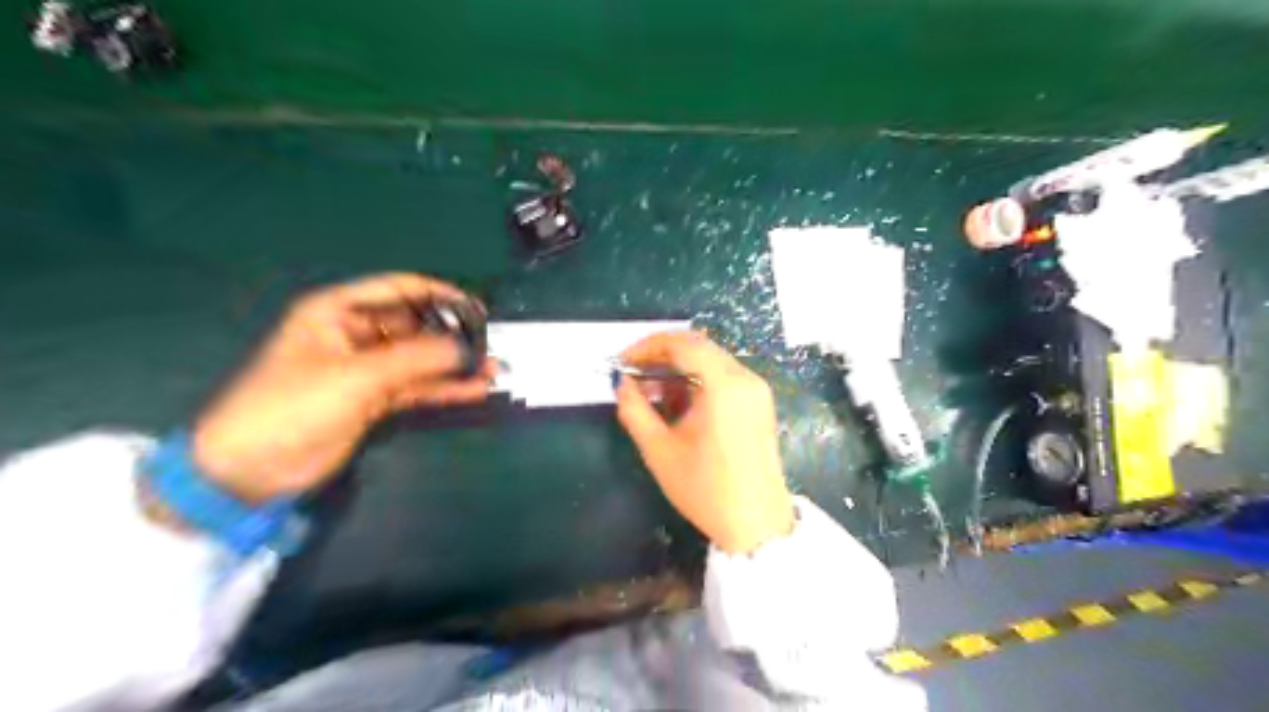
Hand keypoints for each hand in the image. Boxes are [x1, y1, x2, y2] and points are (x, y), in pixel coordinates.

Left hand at [191, 269, 490, 500]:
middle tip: (490, 343)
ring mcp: (367, 369)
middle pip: (414, 325)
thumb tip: (468, 348)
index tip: (476, 308)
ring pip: (420, 359)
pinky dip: (444, 388)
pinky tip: (474, 389)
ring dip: (453, 364)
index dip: (439, 294)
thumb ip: (417, 359)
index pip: (398, 289)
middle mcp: (356, 334)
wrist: (251, 468)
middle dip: (451, 333)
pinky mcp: (374, 399)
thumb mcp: (357, 375)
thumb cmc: (294, 406)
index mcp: (338, 312)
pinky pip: (417, 387)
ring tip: (492, 367)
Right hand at [616, 332, 790, 553]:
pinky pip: (723, 377)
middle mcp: (745, 378)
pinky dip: (697, 381)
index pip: (683, 343)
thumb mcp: (660, 450)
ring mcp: (756, 390)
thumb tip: (621, 383)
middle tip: (633, 375)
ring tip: (650, 393)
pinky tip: (676, 404)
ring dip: (678, 369)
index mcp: (724, 385)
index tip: (623, 361)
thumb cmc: (706, 489)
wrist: (757, 525)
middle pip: (699, 347)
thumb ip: (634, 410)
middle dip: (661, 356)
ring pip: (710, 361)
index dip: (648, 346)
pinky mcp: (759, 403)